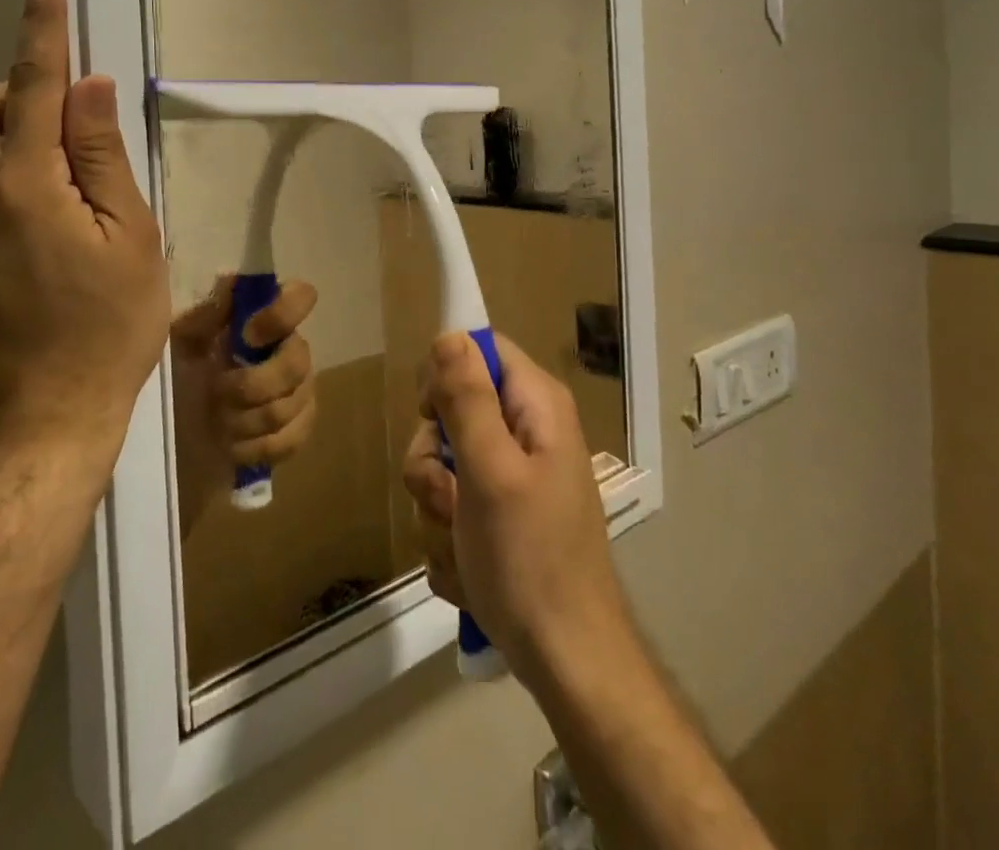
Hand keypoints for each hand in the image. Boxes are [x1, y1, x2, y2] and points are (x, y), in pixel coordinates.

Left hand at [0, 0, 169, 464]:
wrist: (44, 420)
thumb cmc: (106, 329)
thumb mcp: (129, 237)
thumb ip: (103, 156)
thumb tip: (89, 88)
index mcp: (23, 186)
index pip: (31, 85)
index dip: (41, 27)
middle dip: (21, 86)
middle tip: (80, 111)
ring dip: (15, 125)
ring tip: (76, 159)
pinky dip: (14, 163)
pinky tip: (61, 202)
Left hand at [170, 276, 318, 527]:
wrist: (175, 430)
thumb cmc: (179, 374)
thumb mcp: (181, 340)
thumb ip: (207, 314)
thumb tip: (232, 284)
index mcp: (265, 319)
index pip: (302, 296)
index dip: (282, 314)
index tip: (247, 335)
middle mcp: (290, 349)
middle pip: (299, 361)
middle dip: (253, 385)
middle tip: (218, 392)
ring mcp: (299, 391)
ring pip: (292, 405)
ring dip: (247, 419)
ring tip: (219, 421)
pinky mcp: (297, 430)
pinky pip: (293, 438)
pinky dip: (258, 446)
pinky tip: (234, 444)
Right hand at [402, 332, 632, 689]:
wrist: (567, 663)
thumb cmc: (530, 560)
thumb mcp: (490, 471)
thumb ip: (467, 398)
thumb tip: (449, 334)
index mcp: (535, 407)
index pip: (478, 349)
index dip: (446, 375)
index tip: (432, 417)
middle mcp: (526, 432)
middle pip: (450, 412)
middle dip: (434, 462)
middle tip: (450, 499)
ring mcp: (512, 477)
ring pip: (441, 466)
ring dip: (437, 509)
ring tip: (462, 546)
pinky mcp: (498, 516)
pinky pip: (450, 508)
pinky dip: (450, 539)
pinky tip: (469, 571)